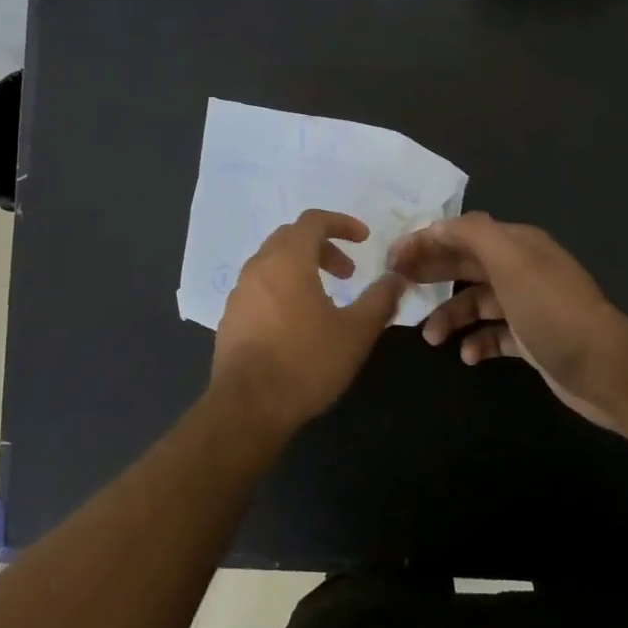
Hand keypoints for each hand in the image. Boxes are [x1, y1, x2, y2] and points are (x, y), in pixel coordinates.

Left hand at [212, 210, 407, 439]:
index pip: (313, 220)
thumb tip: (396, 279)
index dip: (341, 223)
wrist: (247, 406)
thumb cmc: (306, 362)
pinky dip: (283, 288)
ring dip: (302, 268)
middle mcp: (258, 266)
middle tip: (348, 273)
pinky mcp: (231, 316)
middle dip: (323, 247)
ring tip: (326, 299)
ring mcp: (240, 291)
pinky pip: (260, 287)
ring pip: (273, 262)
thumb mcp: (355, 333)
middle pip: (291, 238)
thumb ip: (379, 300)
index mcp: (287, 260)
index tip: (364, 239)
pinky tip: (297, 323)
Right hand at [388, 212, 627, 430]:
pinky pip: (493, 335)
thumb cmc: (551, 310)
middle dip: (431, 273)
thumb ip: (472, 234)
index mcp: (516, 245)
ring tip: (431, 338)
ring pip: (475, 302)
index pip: (461, 233)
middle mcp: (521, 269)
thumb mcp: (510, 261)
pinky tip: (468, 356)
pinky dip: (476, 343)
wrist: (606, 369)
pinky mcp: (532, 339)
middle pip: (465, 264)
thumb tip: (437, 226)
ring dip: (449, 316)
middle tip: (397, 287)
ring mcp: (527, 305)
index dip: (426, 241)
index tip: (393, 259)